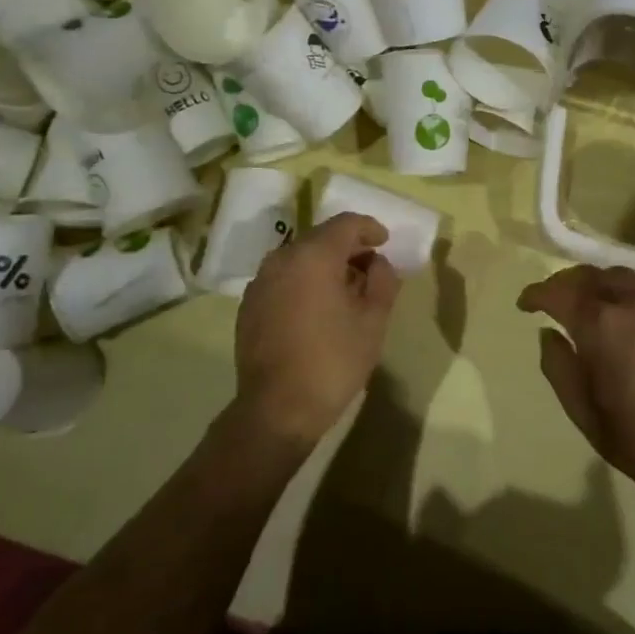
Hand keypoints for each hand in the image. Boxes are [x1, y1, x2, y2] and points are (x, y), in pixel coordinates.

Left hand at [235, 213, 400, 448]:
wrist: (277, 409)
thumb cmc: (333, 361)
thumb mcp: (373, 321)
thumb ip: (383, 281)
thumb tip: (378, 264)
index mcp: (314, 256)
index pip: (346, 224)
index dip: (369, 228)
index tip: (385, 242)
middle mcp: (281, 259)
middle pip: (321, 238)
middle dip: (348, 247)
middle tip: (370, 267)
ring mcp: (260, 282)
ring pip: (300, 258)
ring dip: (325, 264)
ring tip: (346, 289)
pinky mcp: (249, 305)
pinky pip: (283, 278)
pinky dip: (304, 281)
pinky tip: (318, 308)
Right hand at [517, 265, 634, 487]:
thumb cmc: (630, 432)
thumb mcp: (578, 406)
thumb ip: (556, 364)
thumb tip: (548, 333)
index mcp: (597, 324)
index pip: (558, 293)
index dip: (536, 294)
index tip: (524, 305)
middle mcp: (626, 304)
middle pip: (588, 275)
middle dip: (562, 282)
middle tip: (549, 299)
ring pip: (616, 275)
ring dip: (593, 280)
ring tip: (582, 299)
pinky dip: (619, 289)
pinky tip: (616, 311)